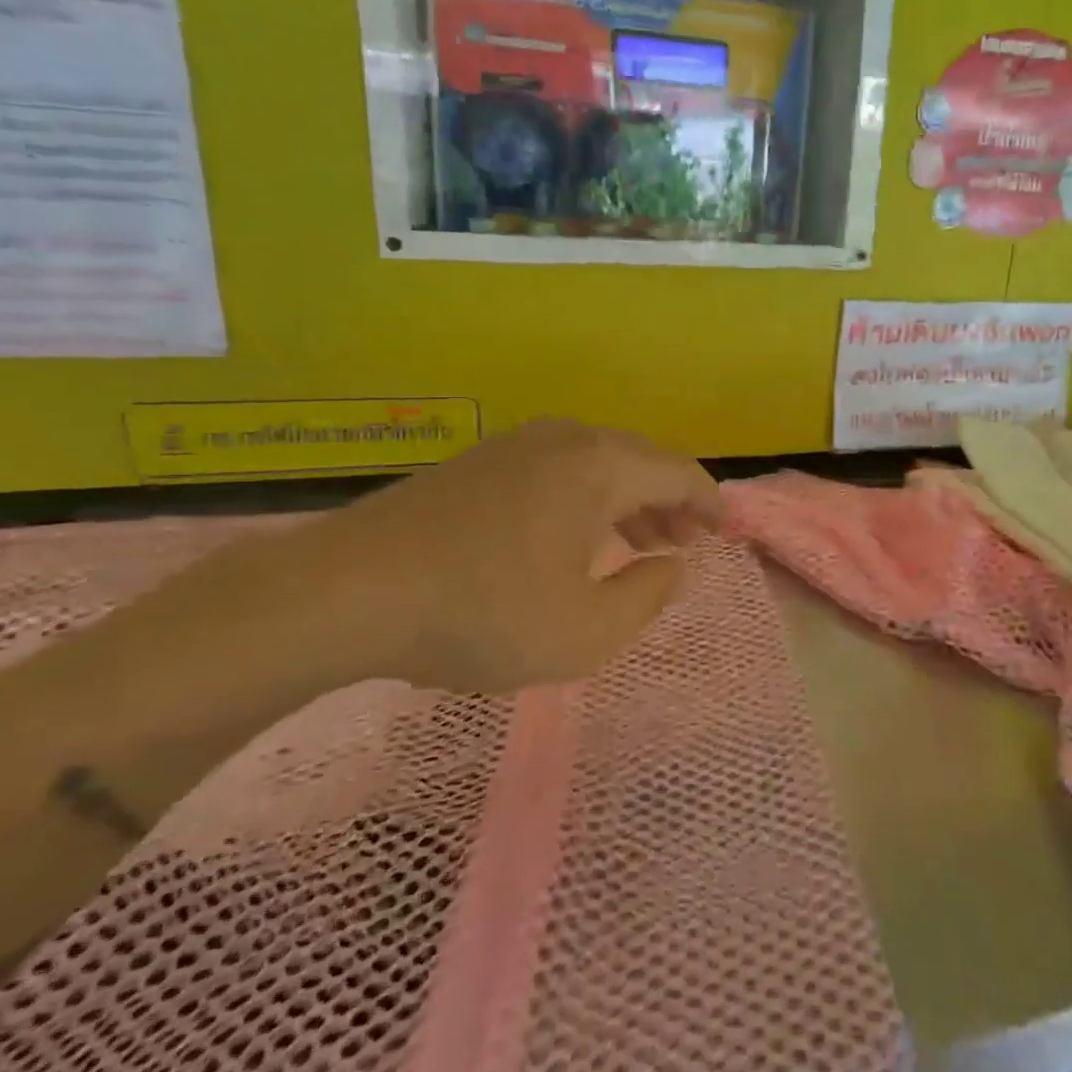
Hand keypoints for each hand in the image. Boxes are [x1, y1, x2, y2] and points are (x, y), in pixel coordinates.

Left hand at [299, 417, 720, 694]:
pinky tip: (574, 536)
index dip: (708, 503)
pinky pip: (558, 469)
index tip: (724, 531)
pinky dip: (586, 497)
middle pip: (640, 461)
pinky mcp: (480, 461)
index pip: (678, 472)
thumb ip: (647, 596)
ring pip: (597, 463)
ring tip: (638, 541)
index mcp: (600, 466)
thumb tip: (672, 565)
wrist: (347, 592)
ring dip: (627, 500)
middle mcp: (566, 439)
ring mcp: (517, 444)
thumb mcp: (585, 632)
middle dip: (669, 502)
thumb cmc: (482, 613)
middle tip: (683, 543)